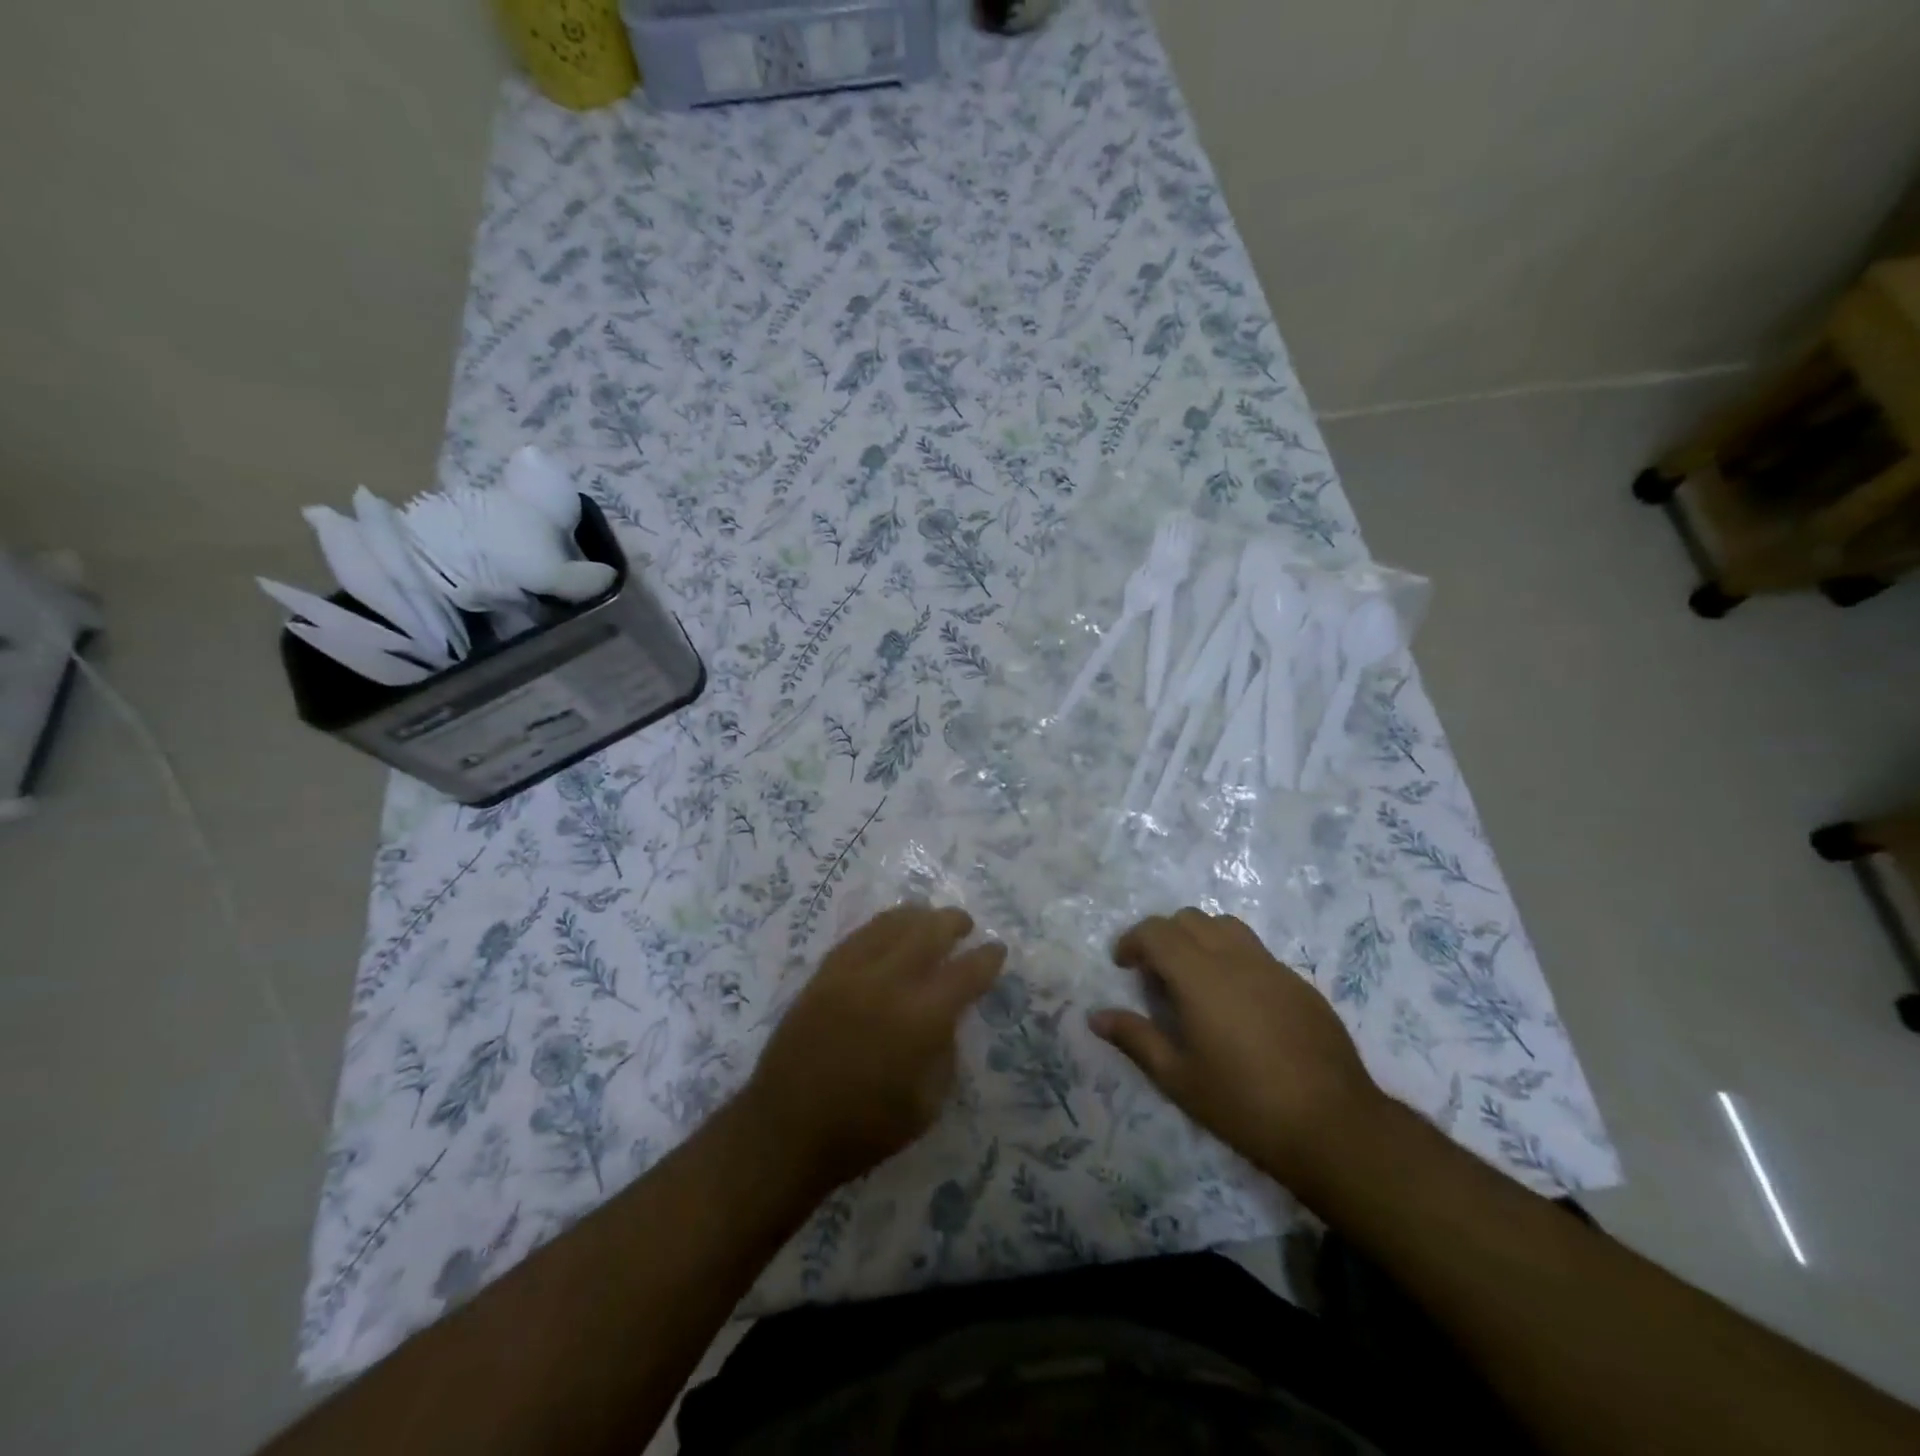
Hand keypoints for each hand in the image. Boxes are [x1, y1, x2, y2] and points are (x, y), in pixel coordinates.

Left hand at [744, 905, 1005, 1194]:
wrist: (785, 1132)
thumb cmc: (864, 1130)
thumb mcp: (926, 1105)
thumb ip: (944, 1053)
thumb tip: (947, 1019)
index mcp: (920, 1020)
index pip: (965, 973)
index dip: (988, 958)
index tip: (998, 950)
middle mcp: (887, 984)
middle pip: (928, 932)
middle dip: (953, 923)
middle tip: (966, 925)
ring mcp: (850, 974)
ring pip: (891, 925)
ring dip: (918, 917)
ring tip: (930, 918)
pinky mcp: (823, 975)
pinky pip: (859, 936)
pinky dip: (882, 927)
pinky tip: (890, 931)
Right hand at [1089, 908, 1387, 1195]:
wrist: (1333, 1126)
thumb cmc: (1244, 1104)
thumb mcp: (1178, 1078)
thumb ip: (1135, 1039)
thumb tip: (1096, 1016)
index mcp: (1200, 976)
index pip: (1157, 932)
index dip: (1133, 941)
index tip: (1123, 965)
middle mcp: (1235, 958)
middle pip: (1190, 919)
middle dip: (1163, 935)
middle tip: (1154, 973)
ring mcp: (1273, 967)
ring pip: (1226, 927)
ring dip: (1200, 938)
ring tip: (1194, 977)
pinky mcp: (1300, 984)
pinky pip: (1256, 952)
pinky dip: (1232, 959)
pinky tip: (1237, 1003)